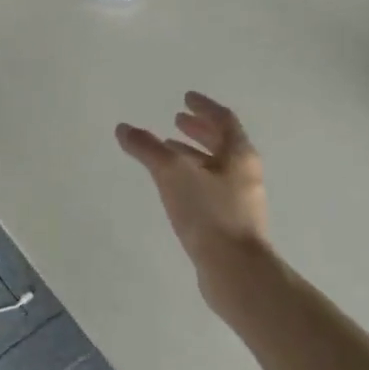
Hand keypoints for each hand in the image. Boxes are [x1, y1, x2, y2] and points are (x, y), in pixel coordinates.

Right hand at [116, 92, 267, 291]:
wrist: (235, 271)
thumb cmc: (208, 214)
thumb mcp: (172, 174)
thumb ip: (147, 149)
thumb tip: (124, 128)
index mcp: (239, 155)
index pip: (223, 120)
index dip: (204, 107)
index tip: (186, 98)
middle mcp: (244, 174)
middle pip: (222, 144)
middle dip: (199, 130)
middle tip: (177, 120)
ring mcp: (240, 200)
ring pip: (216, 168)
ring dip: (194, 155)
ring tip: (169, 150)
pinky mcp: (231, 223)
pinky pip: (211, 189)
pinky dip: (192, 179)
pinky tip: (174, 189)